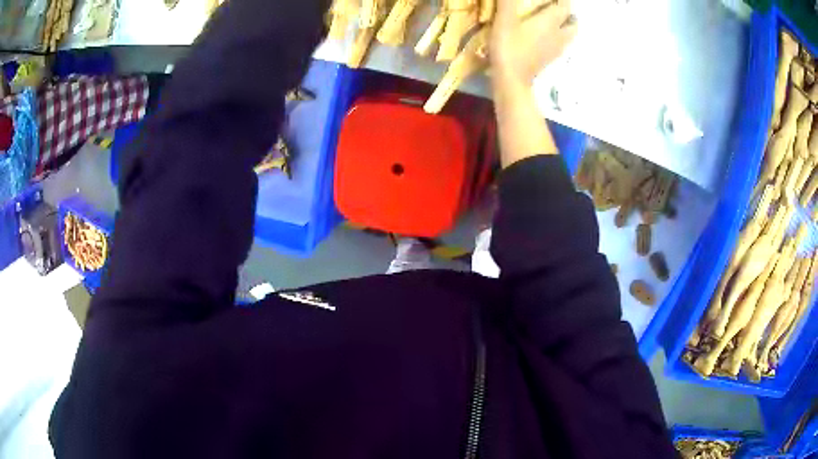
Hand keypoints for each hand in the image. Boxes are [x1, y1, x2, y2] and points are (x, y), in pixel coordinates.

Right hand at [490, 0, 576, 86]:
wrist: (511, 79)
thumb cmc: (508, 47)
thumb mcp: (504, 20)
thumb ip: (508, 2)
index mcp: (550, 22)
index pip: (565, 7)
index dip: (564, 0)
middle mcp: (558, 35)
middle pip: (573, 23)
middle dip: (569, 15)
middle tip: (558, 8)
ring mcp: (556, 49)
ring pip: (569, 35)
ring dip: (566, 27)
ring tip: (555, 21)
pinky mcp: (549, 59)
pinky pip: (561, 45)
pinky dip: (559, 38)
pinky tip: (547, 36)